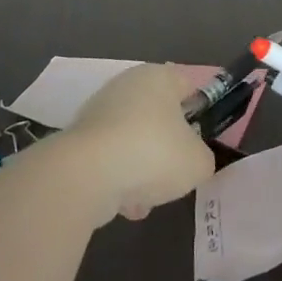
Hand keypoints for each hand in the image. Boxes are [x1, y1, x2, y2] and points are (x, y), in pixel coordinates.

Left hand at [59, 63, 215, 221]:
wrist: (86, 174)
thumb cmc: (153, 153)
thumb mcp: (198, 163)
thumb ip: (202, 157)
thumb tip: (191, 159)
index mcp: (159, 77)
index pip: (186, 87)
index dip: (197, 114)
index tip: (200, 142)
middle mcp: (127, 85)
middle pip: (158, 118)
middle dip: (166, 148)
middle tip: (175, 172)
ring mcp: (98, 111)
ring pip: (133, 142)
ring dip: (141, 169)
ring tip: (146, 198)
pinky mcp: (78, 139)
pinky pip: (109, 159)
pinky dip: (117, 179)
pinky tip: (123, 204)